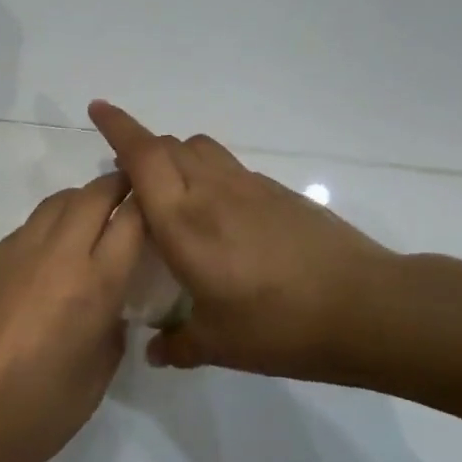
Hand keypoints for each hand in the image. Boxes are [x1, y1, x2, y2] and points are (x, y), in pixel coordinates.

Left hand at [0, 172, 143, 461]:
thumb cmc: (34, 414)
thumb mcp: (96, 380)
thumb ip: (111, 333)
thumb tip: (109, 310)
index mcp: (94, 285)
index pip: (132, 221)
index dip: (148, 205)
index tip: (157, 206)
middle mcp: (56, 256)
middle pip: (92, 195)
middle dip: (116, 186)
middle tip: (128, 193)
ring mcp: (13, 254)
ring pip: (54, 204)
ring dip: (78, 202)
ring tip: (88, 219)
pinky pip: (23, 231)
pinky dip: (45, 230)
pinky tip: (44, 259)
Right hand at [88, 100, 395, 382]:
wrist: (364, 308)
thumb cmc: (278, 326)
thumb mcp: (219, 345)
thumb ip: (179, 345)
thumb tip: (155, 352)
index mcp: (184, 223)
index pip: (143, 157)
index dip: (117, 127)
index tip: (97, 108)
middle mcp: (212, 193)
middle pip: (169, 145)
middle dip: (142, 149)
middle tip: (130, 180)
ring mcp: (251, 187)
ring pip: (201, 149)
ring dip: (177, 156)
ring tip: (173, 193)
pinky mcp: (280, 193)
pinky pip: (230, 169)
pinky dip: (210, 176)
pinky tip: (220, 218)